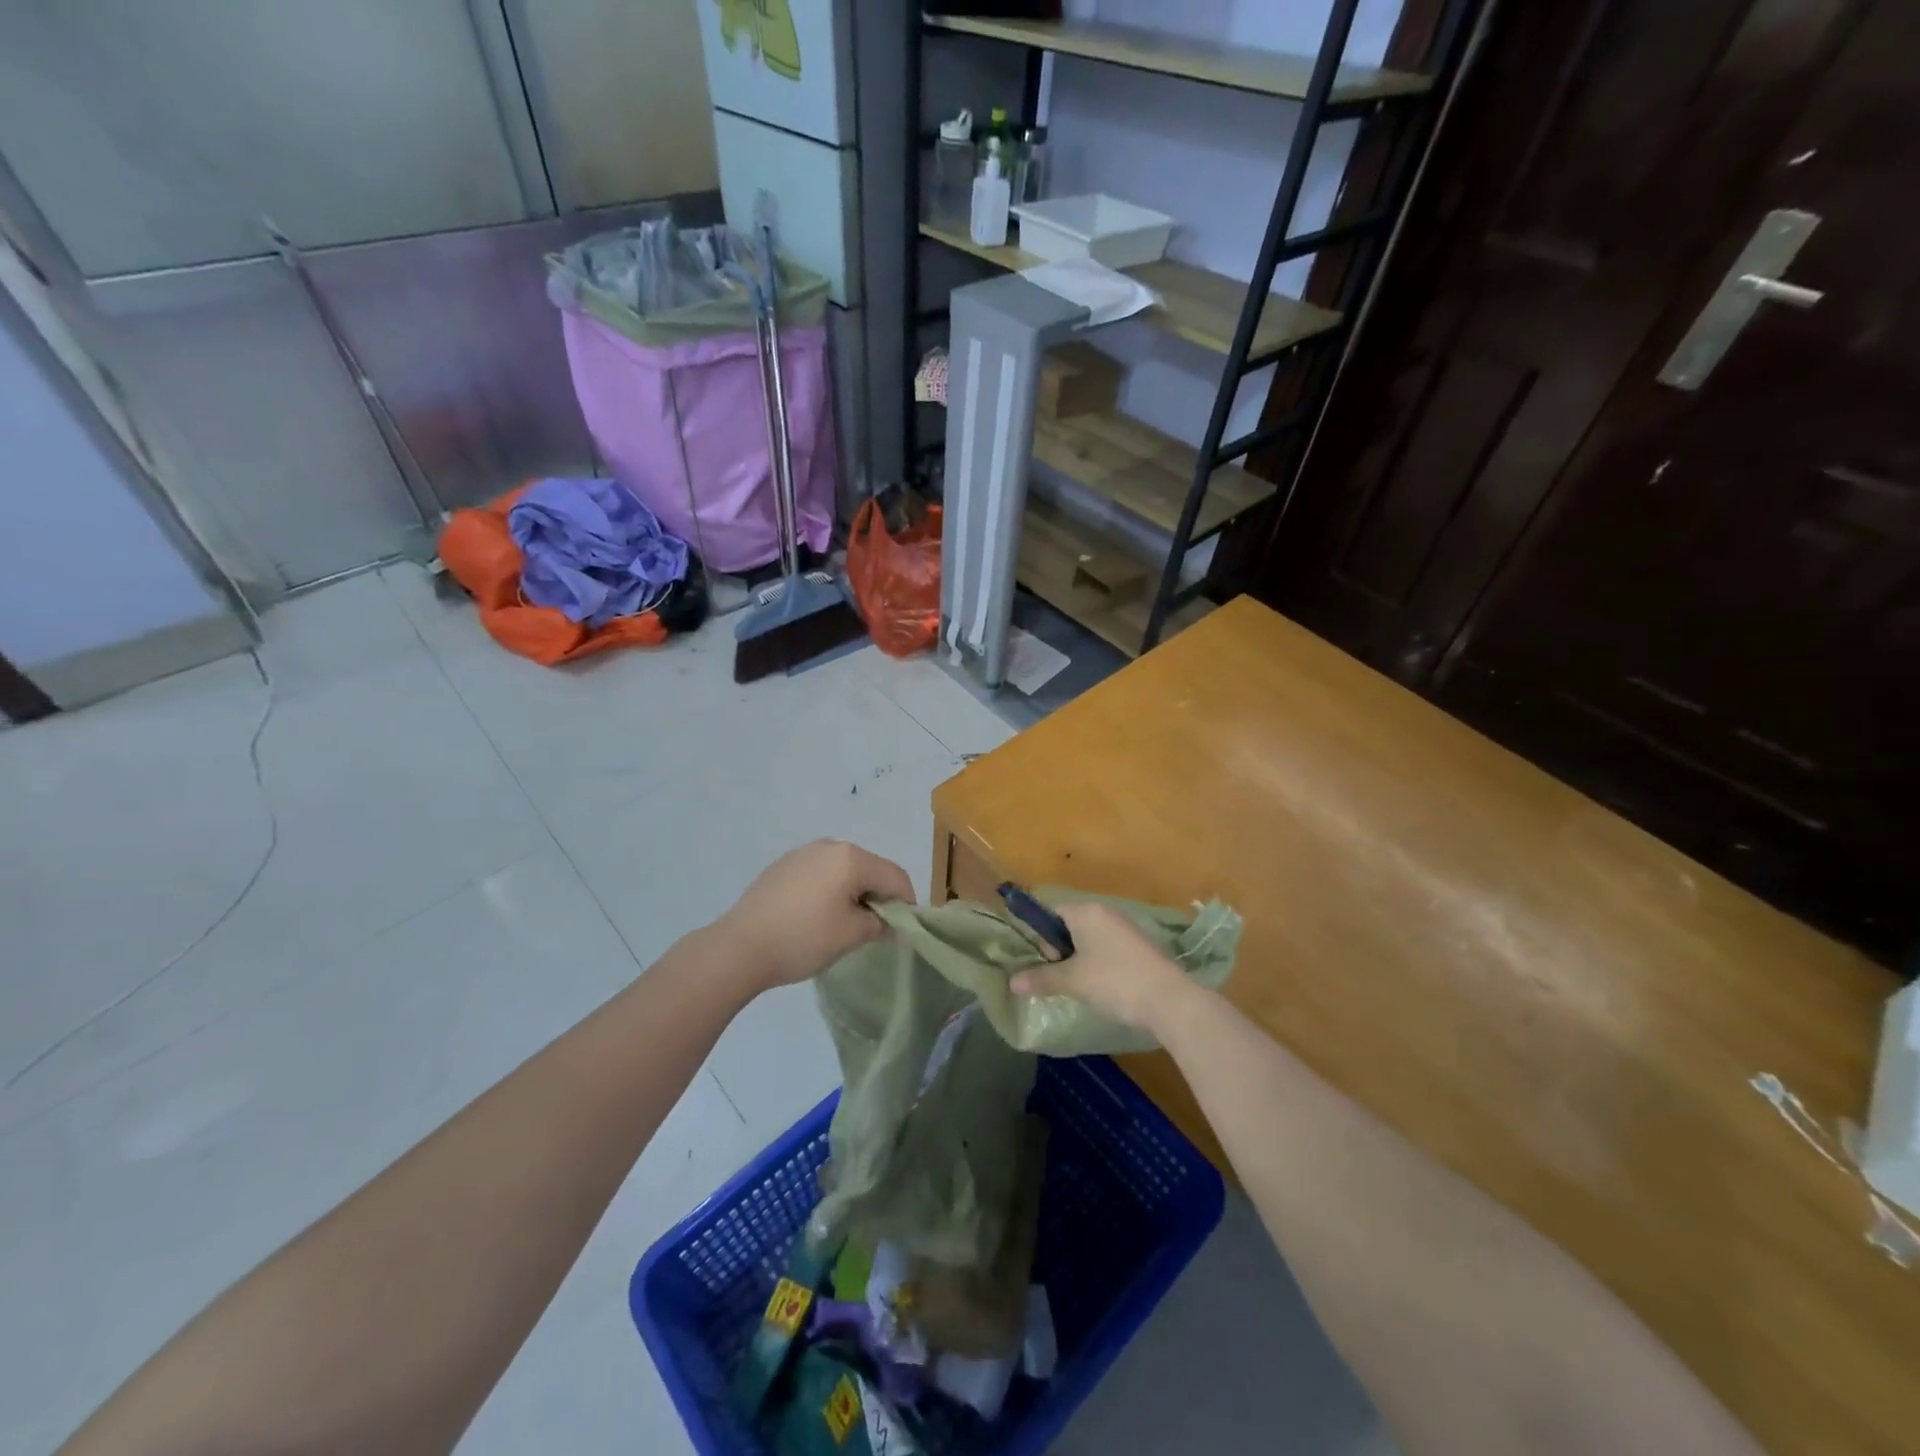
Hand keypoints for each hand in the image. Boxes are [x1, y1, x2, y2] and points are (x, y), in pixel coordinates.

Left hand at [711, 840, 914, 992]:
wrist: (739, 947)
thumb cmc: (803, 938)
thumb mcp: (851, 935)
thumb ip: (880, 924)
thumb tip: (891, 923)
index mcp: (851, 857)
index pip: (895, 876)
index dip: (907, 903)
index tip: (904, 930)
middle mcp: (829, 846)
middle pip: (869, 868)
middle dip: (879, 896)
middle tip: (876, 929)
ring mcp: (802, 853)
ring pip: (843, 870)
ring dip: (853, 893)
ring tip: (845, 924)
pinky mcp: (782, 866)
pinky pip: (819, 874)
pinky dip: (828, 891)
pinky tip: (816, 917)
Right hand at [1010, 901, 1195, 1034]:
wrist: (1169, 999)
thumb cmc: (1113, 981)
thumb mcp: (1072, 981)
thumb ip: (1041, 978)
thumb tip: (1011, 982)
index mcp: (1086, 911)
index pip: (1051, 913)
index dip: (1043, 938)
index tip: (1047, 962)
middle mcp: (1106, 912)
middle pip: (1070, 925)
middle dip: (1062, 951)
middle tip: (1065, 978)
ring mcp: (1126, 927)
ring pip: (1091, 939)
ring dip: (1081, 959)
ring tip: (1084, 986)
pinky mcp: (1141, 945)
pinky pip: (1109, 948)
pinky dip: (1101, 964)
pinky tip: (1106, 988)